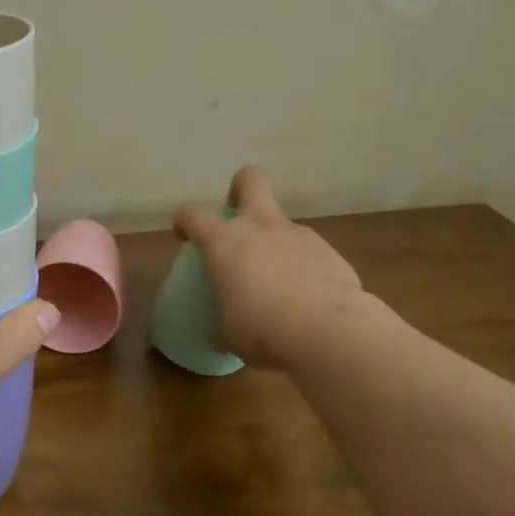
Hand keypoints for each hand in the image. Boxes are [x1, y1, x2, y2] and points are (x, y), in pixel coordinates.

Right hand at [174, 166, 367, 369]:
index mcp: (225, 242)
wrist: (330, 334)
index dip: (184, 221)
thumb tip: (220, 334)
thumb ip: (221, 324)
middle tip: (237, 213)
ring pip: (283, 224)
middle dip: (240, 188)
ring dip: (275, 242)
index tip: (183, 235)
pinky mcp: (331, 253)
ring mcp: (299, 236)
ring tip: (278, 281)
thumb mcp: (229, 334)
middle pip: (250, 181)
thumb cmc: (263, 329)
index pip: (193, 215)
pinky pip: (309, 253)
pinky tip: (307, 298)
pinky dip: (304, 268)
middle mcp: (261, 228)